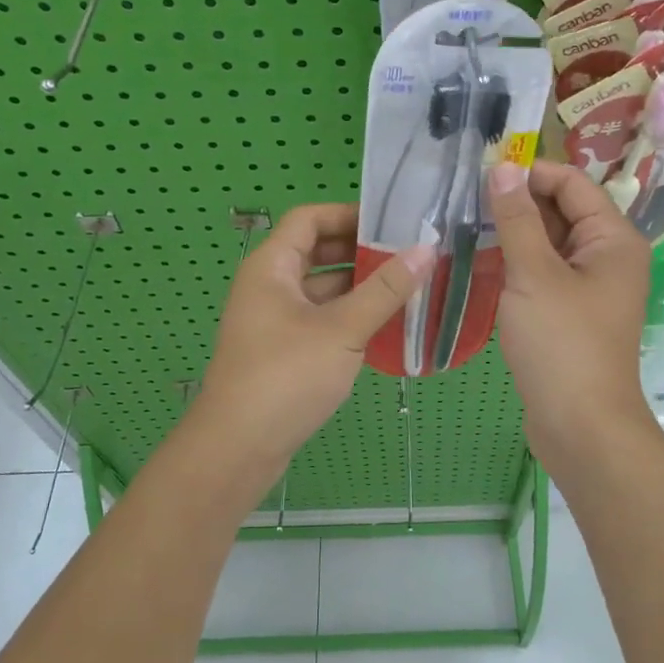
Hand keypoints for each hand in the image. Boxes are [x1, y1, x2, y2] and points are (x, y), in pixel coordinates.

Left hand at [193, 204, 432, 473]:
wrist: (238, 448)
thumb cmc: (287, 376)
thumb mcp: (342, 329)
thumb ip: (385, 289)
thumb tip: (425, 250)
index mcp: (271, 267)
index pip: (309, 219)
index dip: (348, 214)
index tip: (391, 222)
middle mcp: (268, 287)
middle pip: (316, 252)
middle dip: (360, 252)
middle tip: (408, 255)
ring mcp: (273, 321)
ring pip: (321, 290)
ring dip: (359, 288)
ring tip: (407, 288)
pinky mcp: (282, 352)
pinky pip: (320, 320)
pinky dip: (349, 317)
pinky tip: (385, 327)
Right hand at [488, 161, 658, 476]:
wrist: (580, 426)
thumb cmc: (561, 344)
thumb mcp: (533, 274)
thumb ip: (517, 219)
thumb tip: (503, 168)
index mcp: (613, 239)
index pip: (572, 183)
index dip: (530, 172)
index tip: (481, 171)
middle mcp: (607, 256)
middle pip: (561, 211)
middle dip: (517, 203)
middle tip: (464, 198)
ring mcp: (589, 287)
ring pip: (548, 244)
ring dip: (513, 234)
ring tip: (463, 225)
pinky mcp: (569, 313)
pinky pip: (543, 273)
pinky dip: (516, 264)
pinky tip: (480, 262)